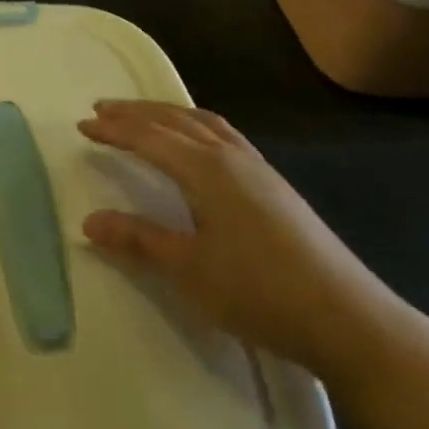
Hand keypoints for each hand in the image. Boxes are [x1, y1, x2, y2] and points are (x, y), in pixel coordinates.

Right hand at [78, 101, 404, 383]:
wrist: (347, 318)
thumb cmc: (259, 291)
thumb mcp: (188, 269)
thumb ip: (138, 239)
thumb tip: (88, 220)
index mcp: (206, 169)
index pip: (149, 138)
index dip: (114, 130)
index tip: (82, 125)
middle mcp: (231, 156)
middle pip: (175, 120)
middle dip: (136, 113)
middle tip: (102, 109)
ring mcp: (258, 168)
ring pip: (203, 124)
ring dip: (167, 115)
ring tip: (142, 117)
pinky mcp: (274, 185)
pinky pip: (224, 136)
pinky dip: (196, 127)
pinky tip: (197, 146)